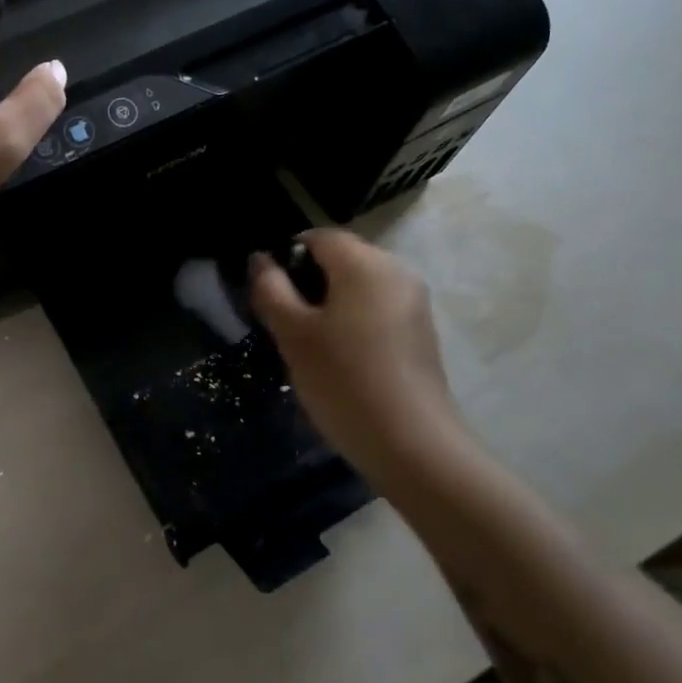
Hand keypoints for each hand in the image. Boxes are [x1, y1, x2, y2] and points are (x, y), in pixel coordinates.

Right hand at [251, 230, 470, 483]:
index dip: (286, 257)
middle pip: (340, 258)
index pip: (318, 237)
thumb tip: (260, 259)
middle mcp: (396, 271)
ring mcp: (414, 302)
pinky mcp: (421, 331)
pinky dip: (353, 320)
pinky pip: (377, 308)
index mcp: (365, 263)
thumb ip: (271, 289)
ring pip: (358, 285)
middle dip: (308, 282)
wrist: (413, 445)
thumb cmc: (344, 381)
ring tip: (310, 344)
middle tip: (284, 323)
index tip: (269, 294)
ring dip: (329, 303)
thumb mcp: (293, 334)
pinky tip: (341, 358)